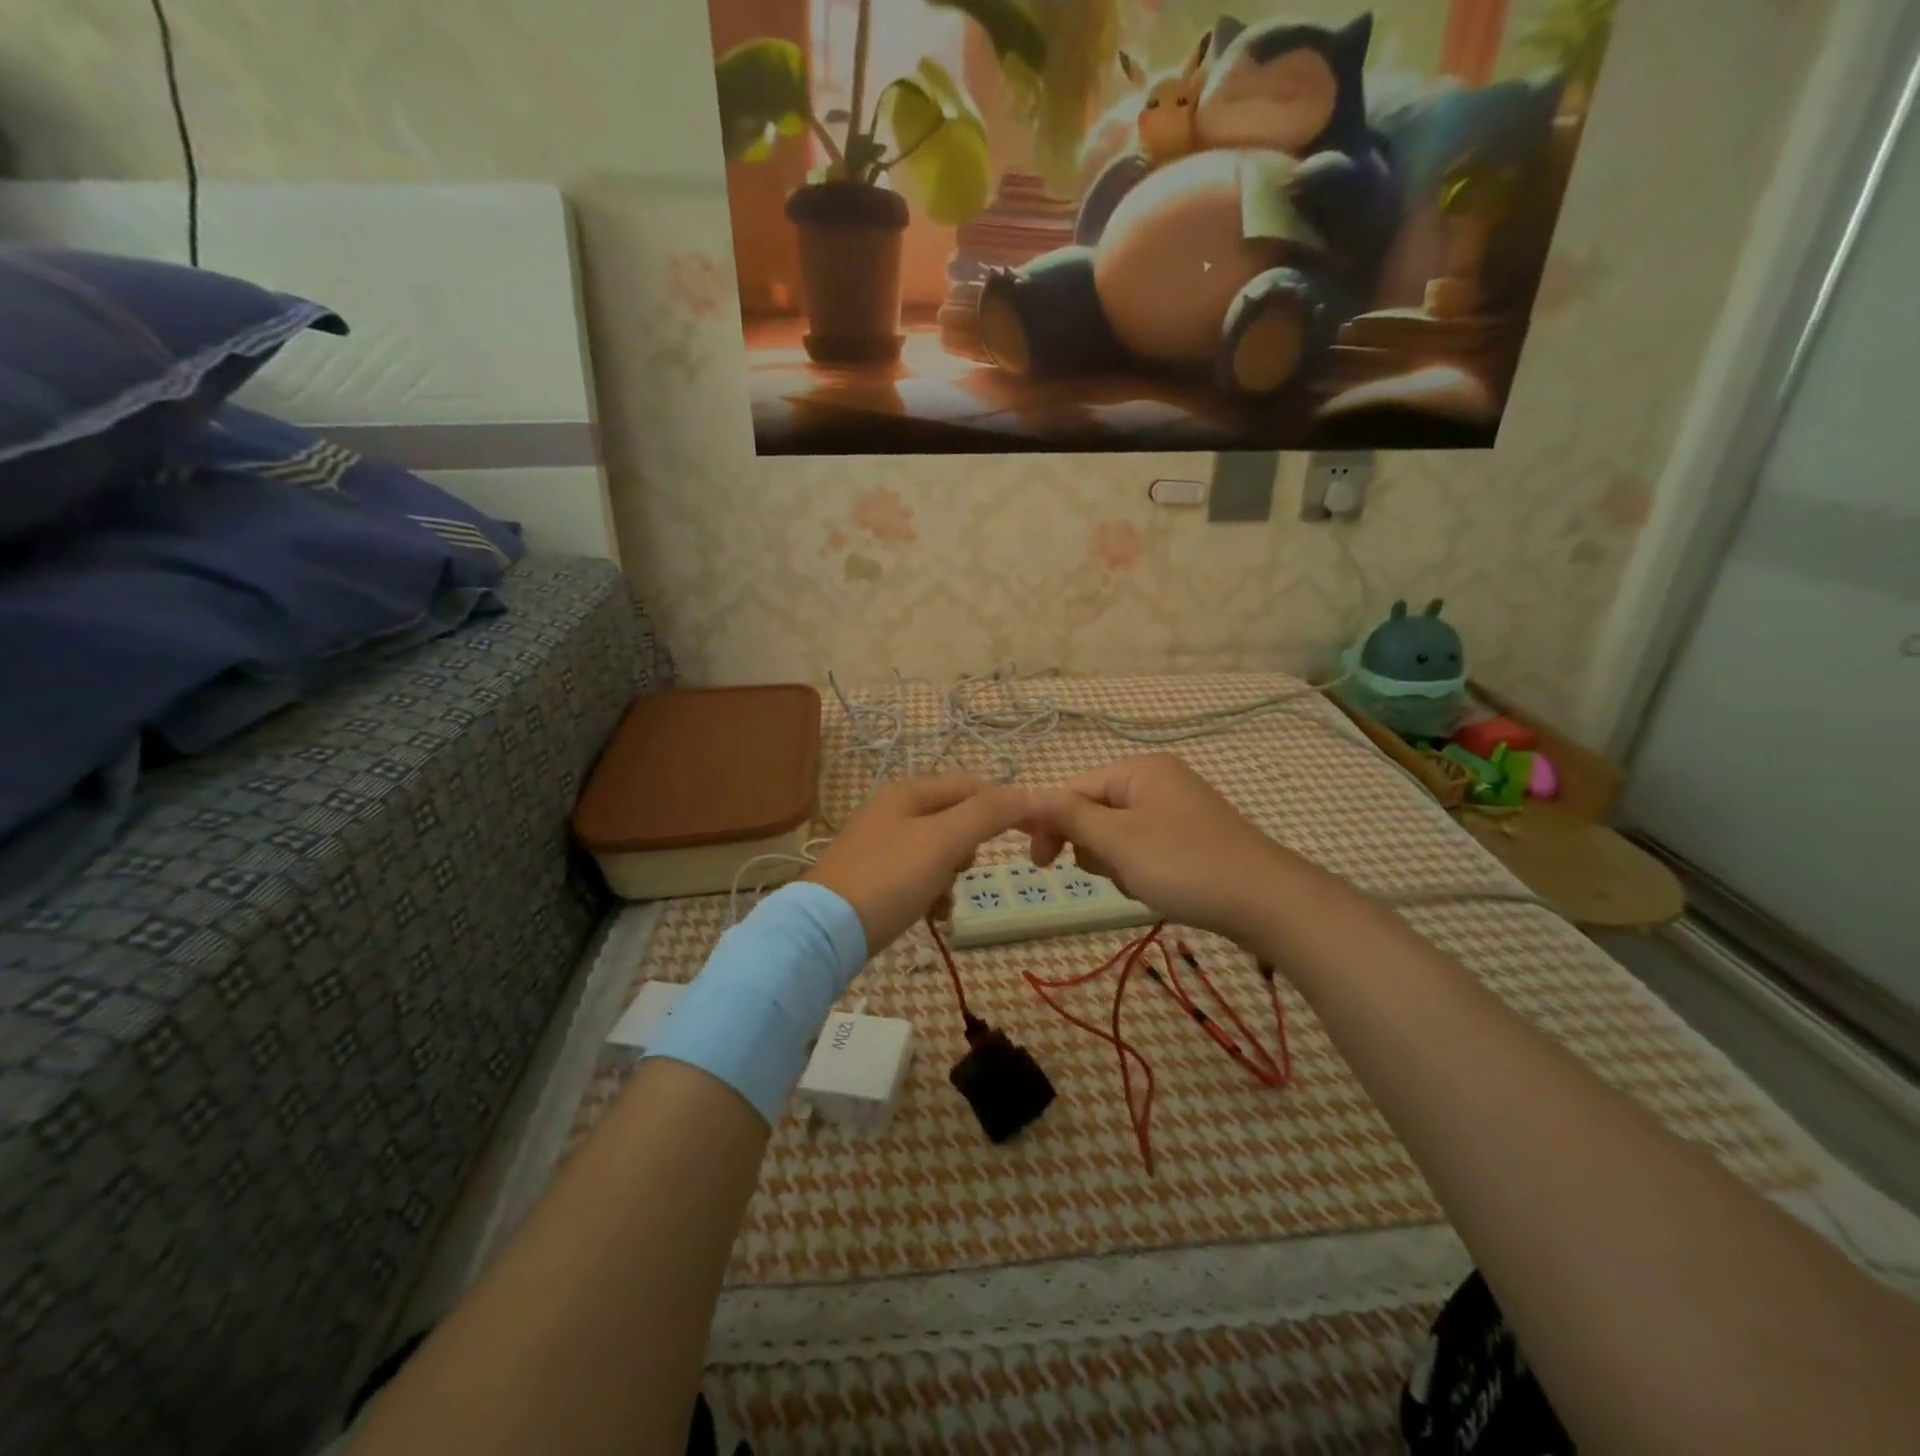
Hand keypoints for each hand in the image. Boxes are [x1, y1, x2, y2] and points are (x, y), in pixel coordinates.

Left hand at [805, 774, 1029, 954]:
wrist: (825, 931)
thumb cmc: (889, 878)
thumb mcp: (943, 841)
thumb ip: (986, 814)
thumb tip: (1028, 793)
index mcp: (907, 792)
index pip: (970, 786)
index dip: (1002, 805)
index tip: (1027, 835)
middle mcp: (892, 810)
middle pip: (954, 819)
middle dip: (967, 848)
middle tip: (961, 869)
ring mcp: (880, 844)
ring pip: (938, 851)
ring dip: (950, 874)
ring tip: (942, 899)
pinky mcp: (873, 876)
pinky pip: (917, 875)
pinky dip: (930, 892)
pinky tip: (930, 914)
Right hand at [1022, 754, 1293, 945]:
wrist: (1267, 902)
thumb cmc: (1184, 864)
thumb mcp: (1118, 840)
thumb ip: (1068, 816)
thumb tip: (1023, 797)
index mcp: (1139, 769)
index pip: (1074, 789)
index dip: (1050, 824)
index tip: (1040, 865)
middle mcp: (1158, 780)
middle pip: (1096, 810)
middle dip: (1092, 846)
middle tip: (1106, 873)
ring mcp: (1178, 809)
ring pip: (1118, 834)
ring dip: (1115, 861)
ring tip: (1138, 882)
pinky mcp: (1191, 837)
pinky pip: (1145, 847)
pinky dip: (1140, 868)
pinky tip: (1156, 888)